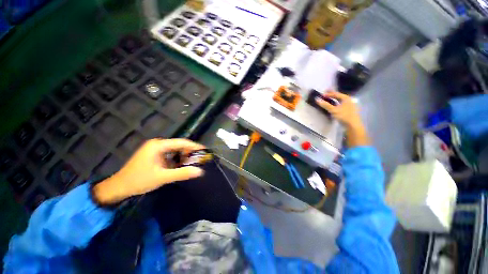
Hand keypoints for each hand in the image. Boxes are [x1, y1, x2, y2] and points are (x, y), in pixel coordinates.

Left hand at [93, 139, 205, 203]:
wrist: (119, 187)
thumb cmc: (139, 180)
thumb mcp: (162, 177)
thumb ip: (182, 173)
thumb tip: (200, 171)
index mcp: (158, 145)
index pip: (181, 142)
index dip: (194, 146)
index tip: (204, 151)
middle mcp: (158, 144)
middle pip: (179, 145)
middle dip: (190, 152)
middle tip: (199, 159)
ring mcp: (155, 149)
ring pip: (175, 150)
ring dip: (184, 156)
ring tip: (192, 163)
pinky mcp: (154, 155)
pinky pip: (170, 154)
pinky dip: (177, 159)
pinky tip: (181, 165)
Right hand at [316, 91, 369, 146]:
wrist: (353, 125)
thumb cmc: (344, 115)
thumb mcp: (333, 110)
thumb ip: (325, 105)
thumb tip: (317, 99)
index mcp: (346, 98)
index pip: (336, 94)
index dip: (328, 94)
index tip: (322, 94)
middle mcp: (348, 100)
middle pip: (338, 96)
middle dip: (332, 95)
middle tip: (325, 94)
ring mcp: (349, 105)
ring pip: (339, 100)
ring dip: (334, 99)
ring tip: (328, 99)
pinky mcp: (348, 110)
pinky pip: (340, 104)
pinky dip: (336, 103)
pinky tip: (333, 105)